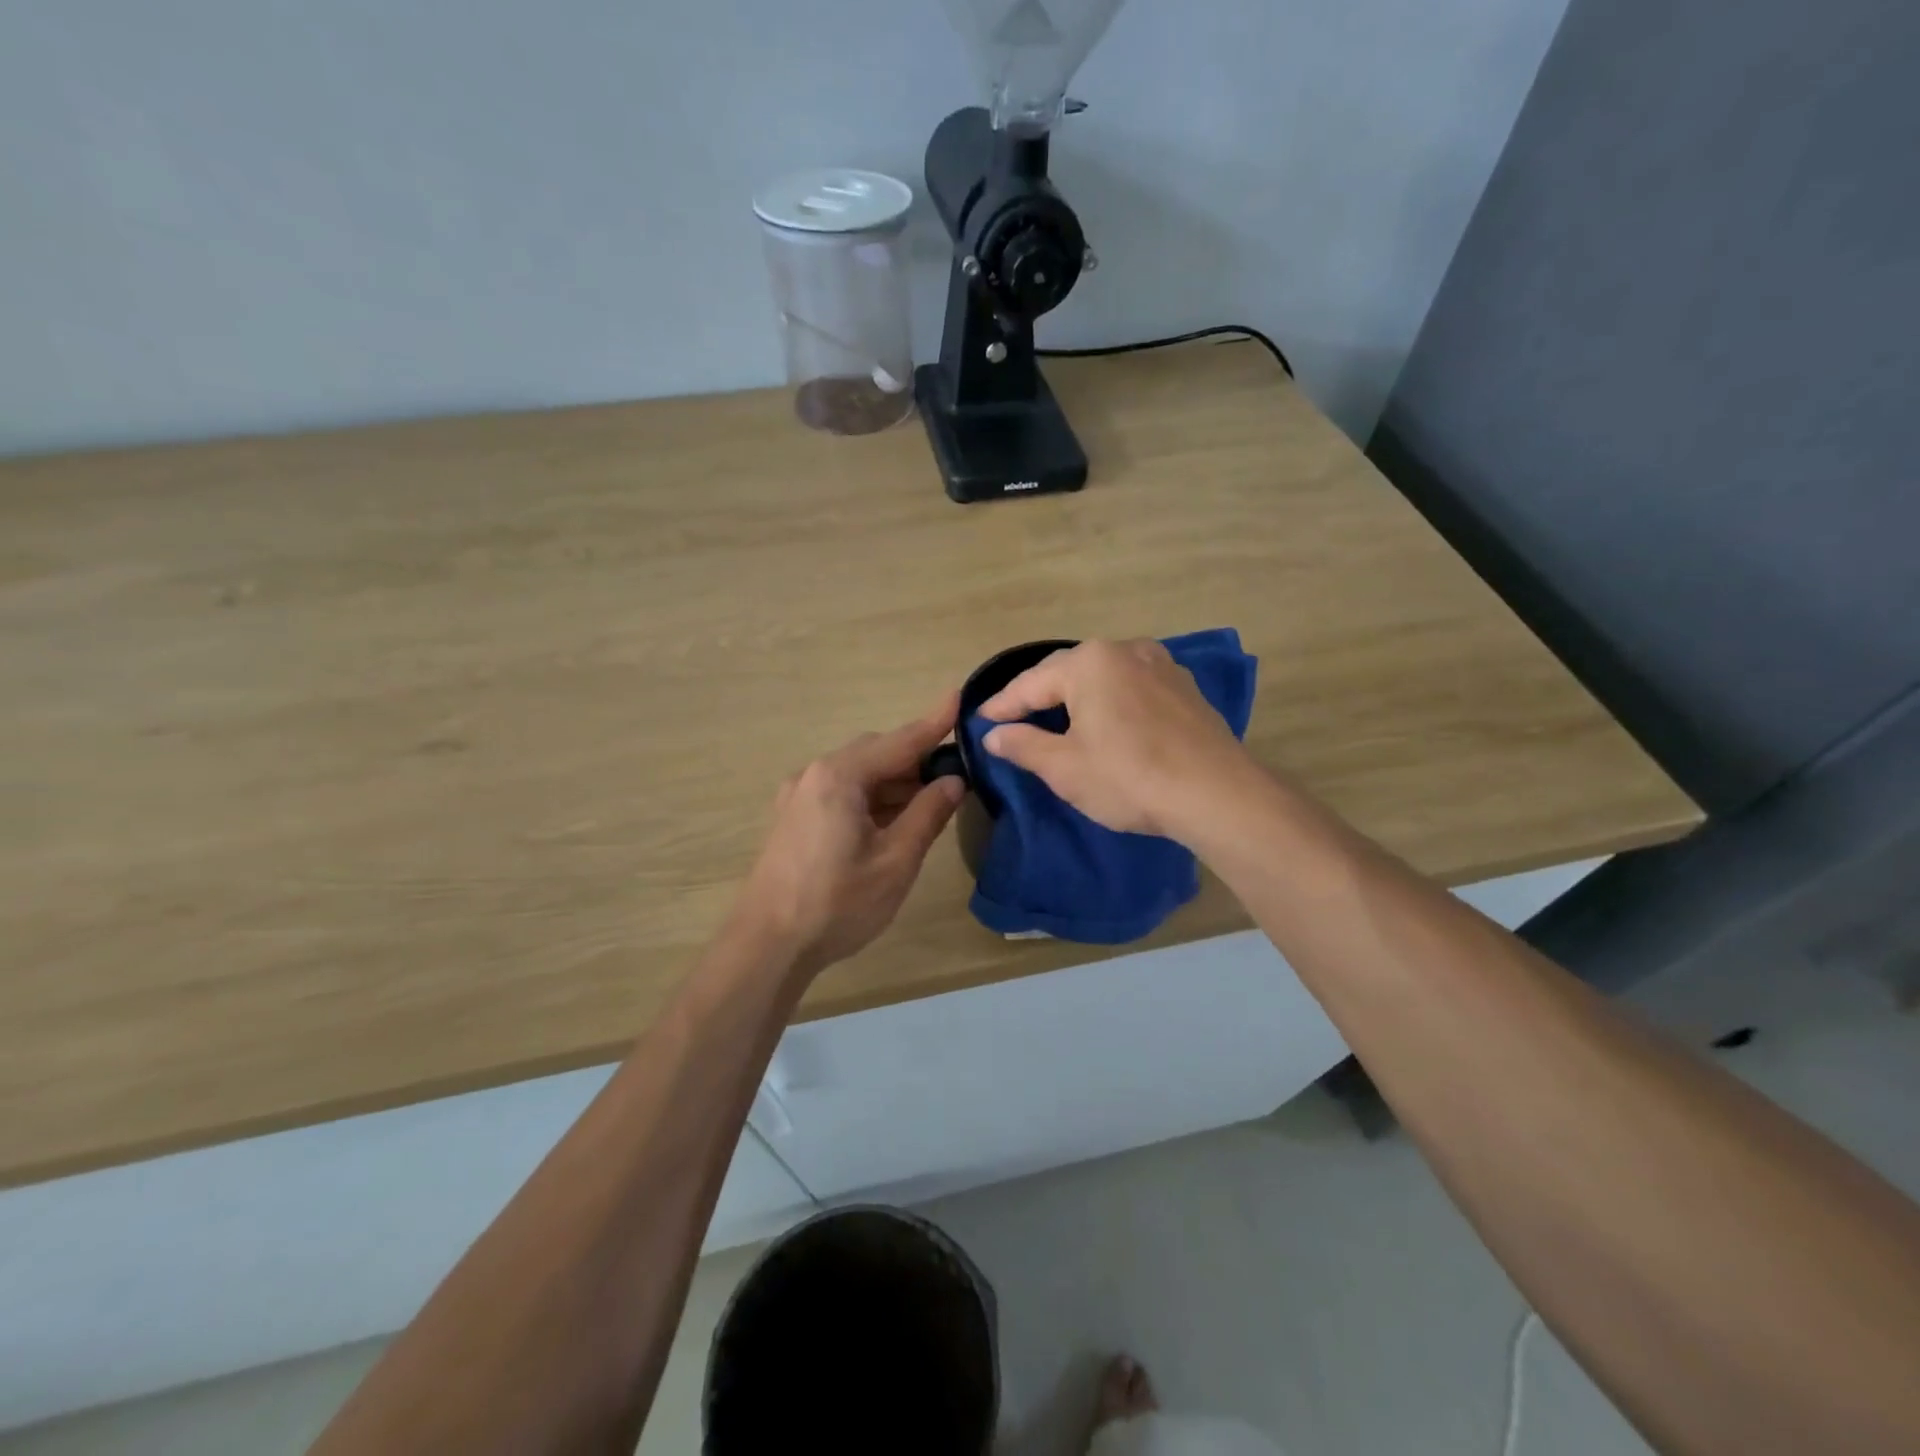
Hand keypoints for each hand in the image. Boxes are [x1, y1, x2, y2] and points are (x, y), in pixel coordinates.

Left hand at [736, 696, 965, 975]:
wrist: (767, 946)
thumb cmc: (837, 903)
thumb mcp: (895, 860)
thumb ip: (927, 813)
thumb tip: (953, 780)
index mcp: (840, 776)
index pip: (900, 741)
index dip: (934, 723)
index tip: (960, 697)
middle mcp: (814, 774)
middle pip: (875, 754)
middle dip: (915, 760)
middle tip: (954, 775)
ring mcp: (798, 796)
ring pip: (857, 775)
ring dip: (894, 783)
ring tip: (929, 802)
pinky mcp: (793, 818)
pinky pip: (840, 793)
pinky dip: (871, 799)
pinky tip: (891, 821)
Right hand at [978, 639, 1250, 837]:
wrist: (1216, 794)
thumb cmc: (1130, 777)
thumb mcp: (1065, 767)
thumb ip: (1023, 745)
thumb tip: (994, 734)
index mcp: (1089, 662)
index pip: (1030, 683)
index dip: (1002, 705)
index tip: (980, 721)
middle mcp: (1125, 649)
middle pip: (1067, 672)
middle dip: (1038, 696)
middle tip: (1013, 719)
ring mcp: (1160, 664)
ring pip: (1103, 676)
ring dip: (1076, 696)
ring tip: (1057, 718)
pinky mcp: (1184, 686)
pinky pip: (1132, 686)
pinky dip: (1110, 700)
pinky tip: (1107, 721)